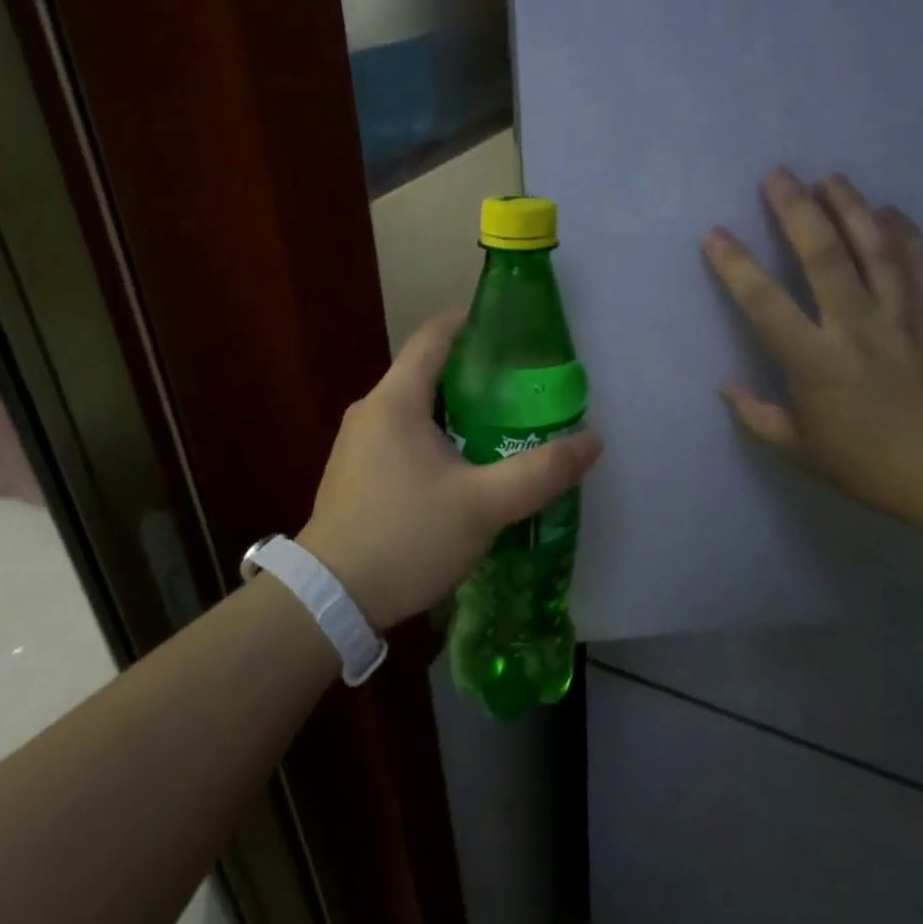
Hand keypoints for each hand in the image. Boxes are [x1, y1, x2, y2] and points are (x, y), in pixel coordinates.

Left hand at [297, 310, 604, 631]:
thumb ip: (541, 471)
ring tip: (504, 427)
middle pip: (428, 371)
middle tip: (525, 389)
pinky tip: (464, 468)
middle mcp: (370, 410)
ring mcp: (357, 443)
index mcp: (395, 400)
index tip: (515, 332)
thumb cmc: (406, 538)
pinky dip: (436, 437)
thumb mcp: (484, 506)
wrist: (330, 601)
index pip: (435, 335)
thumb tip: (593, 440)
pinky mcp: (355, 473)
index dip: (474, 322)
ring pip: (416, 408)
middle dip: (477, 374)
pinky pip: (402, 437)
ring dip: (458, 410)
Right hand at [703, 168, 922, 520]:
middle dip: (795, 210)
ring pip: (875, 248)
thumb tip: (726, 386)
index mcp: (814, 360)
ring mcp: (904, 316)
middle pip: (821, 255)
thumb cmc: (874, 466)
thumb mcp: (802, 452)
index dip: (735, 265)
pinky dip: (908, 234)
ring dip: (850, 207)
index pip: (763, 303)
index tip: (715, 234)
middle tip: (779, 174)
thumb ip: (759, 417)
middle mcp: (855, 325)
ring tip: (831, 178)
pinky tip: (893, 211)